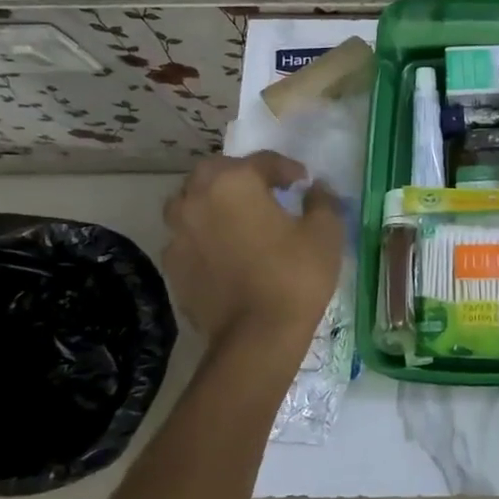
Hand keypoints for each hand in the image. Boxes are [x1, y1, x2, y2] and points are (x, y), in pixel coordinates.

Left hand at [161, 151, 343, 363]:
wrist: (256, 338)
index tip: (303, 182)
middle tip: (266, 191)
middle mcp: (197, 199)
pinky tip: (225, 251)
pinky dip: (204, 234)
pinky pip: (187, 236)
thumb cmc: (295, 275)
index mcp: (234, 182)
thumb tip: (316, 189)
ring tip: (238, 218)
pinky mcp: (172, 265)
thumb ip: (322, 201)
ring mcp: (178, 233)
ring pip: (191, 202)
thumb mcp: (325, 232)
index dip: (287, 168)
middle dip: (240, 176)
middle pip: (215, 172)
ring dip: (213, 201)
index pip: (261, 161)